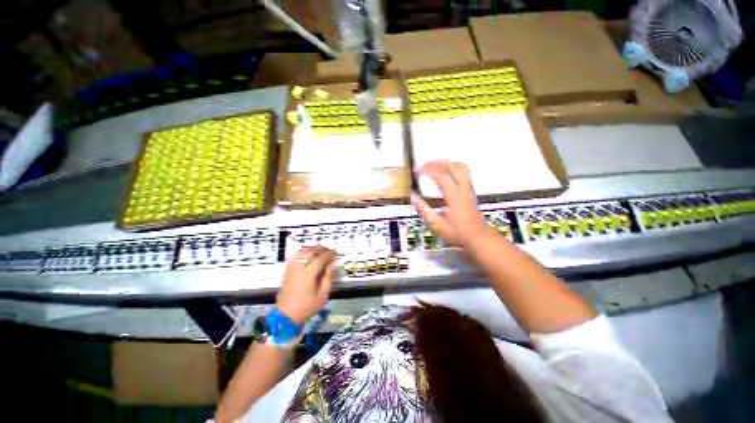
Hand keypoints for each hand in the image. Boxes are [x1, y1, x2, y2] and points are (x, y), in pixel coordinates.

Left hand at [277, 246, 336, 323]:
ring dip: (310, 249)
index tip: (335, 252)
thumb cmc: (307, 307)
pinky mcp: (286, 271)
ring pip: (300, 252)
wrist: (288, 313)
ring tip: (318, 250)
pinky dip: (302, 253)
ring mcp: (291, 268)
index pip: (319, 258)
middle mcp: (298, 268)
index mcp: (308, 274)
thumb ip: (328, 278)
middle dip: (319, 249)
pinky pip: (294, 257)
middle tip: (328, 250)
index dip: (328, 254)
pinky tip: (306, 256)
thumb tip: (333, 265)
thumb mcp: (322, 296)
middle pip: (309, 252)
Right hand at [411, 160, 488, 247]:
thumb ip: (425, 211)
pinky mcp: (471, 191)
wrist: (478, 237)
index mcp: (454, 196)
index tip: (418, 170)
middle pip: (452, 166)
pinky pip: (464, 173)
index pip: (441, 175)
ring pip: (460, 167)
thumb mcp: (438, 226)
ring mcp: (469, 189)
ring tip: (435, 165)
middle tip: (425, 165)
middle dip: (437, 162)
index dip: (428, 169)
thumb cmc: (460, 234)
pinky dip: (453, 168)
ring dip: (447, 163)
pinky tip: (447, 174)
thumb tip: (414, 199)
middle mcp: (463, 189)